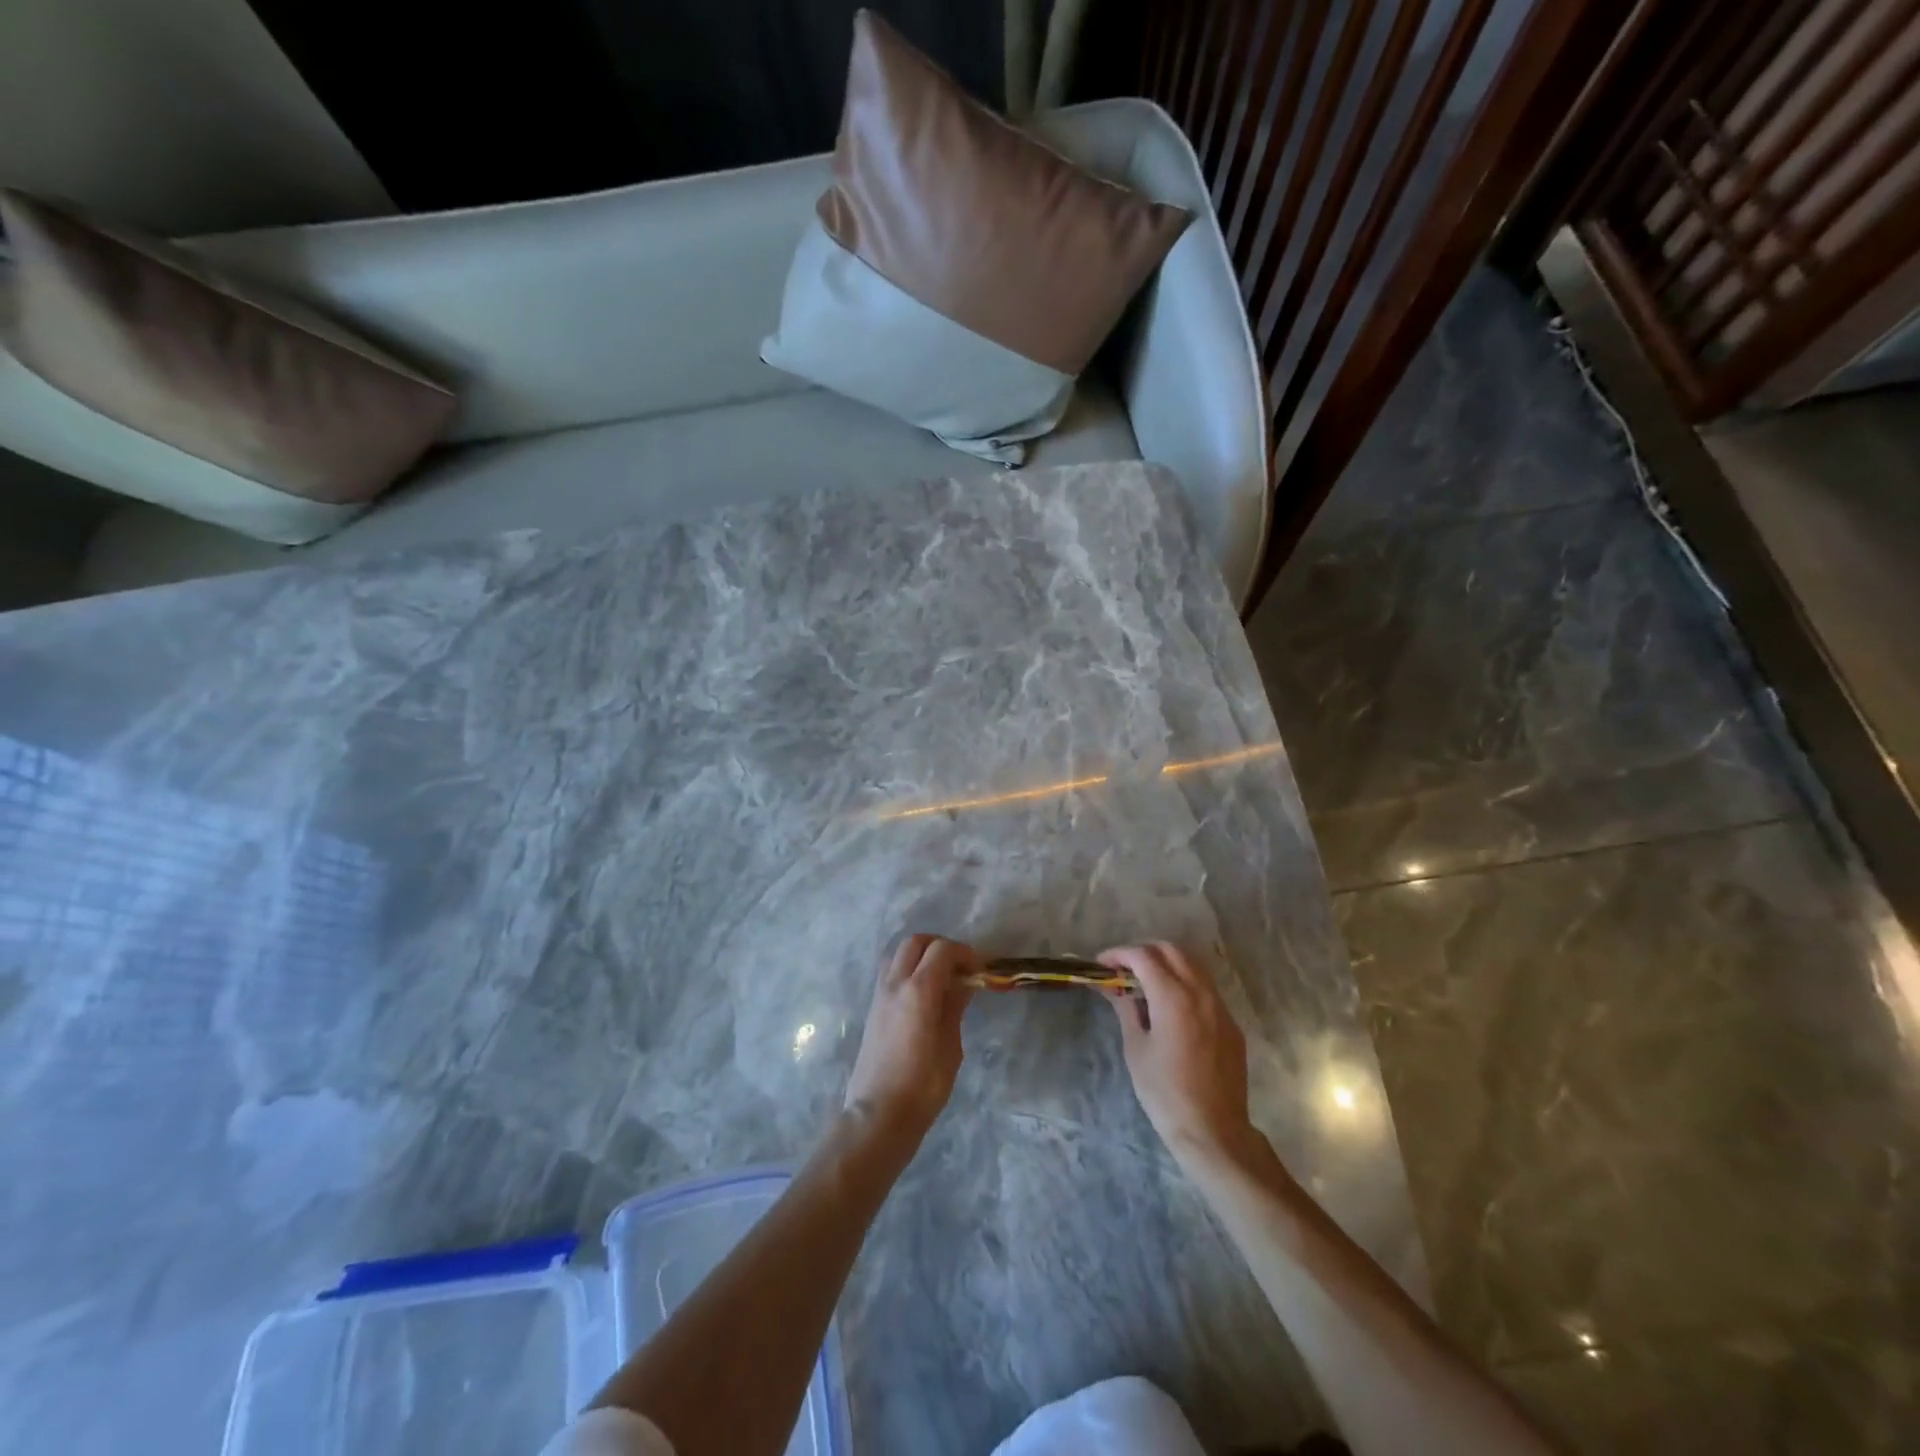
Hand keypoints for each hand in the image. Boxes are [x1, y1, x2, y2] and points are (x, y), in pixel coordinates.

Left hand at [844, 934, 976, 1142]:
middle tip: (961, 967)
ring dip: (921, 955)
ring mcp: (879, 994)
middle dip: (940, 946)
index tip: (982, 968)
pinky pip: (890, 972)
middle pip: (915, 942)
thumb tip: (963, 984)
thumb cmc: (923, 1086)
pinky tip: (924, 994)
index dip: (965, 953)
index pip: (942, 950)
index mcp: (918, 991)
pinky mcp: (873, 1008)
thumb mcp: (951, 1046)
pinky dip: (908, 970)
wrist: (878, 1114)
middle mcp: (895, 983)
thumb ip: (954, 1007)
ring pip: (898, 954)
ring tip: (942, 978)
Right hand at [1099, 941, 1257, 1167]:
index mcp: (1173, 997)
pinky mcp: (1231, 1023)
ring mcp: (1220, 1006)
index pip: (1143, 957)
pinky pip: (1206, 988)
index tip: (1102, 964)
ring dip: (1167, 963)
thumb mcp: (1136, 1048)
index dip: (1119, 954)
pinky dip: (1184, 983)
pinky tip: (1170, 1006)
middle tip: (1123, 969)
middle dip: (1144, 952)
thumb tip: (1113, 987)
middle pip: (1171, 950)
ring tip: (1145, 982)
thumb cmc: (1165, 1092)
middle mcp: (1200, 992)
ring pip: (1193, 965)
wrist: (1213, 1131)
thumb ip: (1126, 1009)